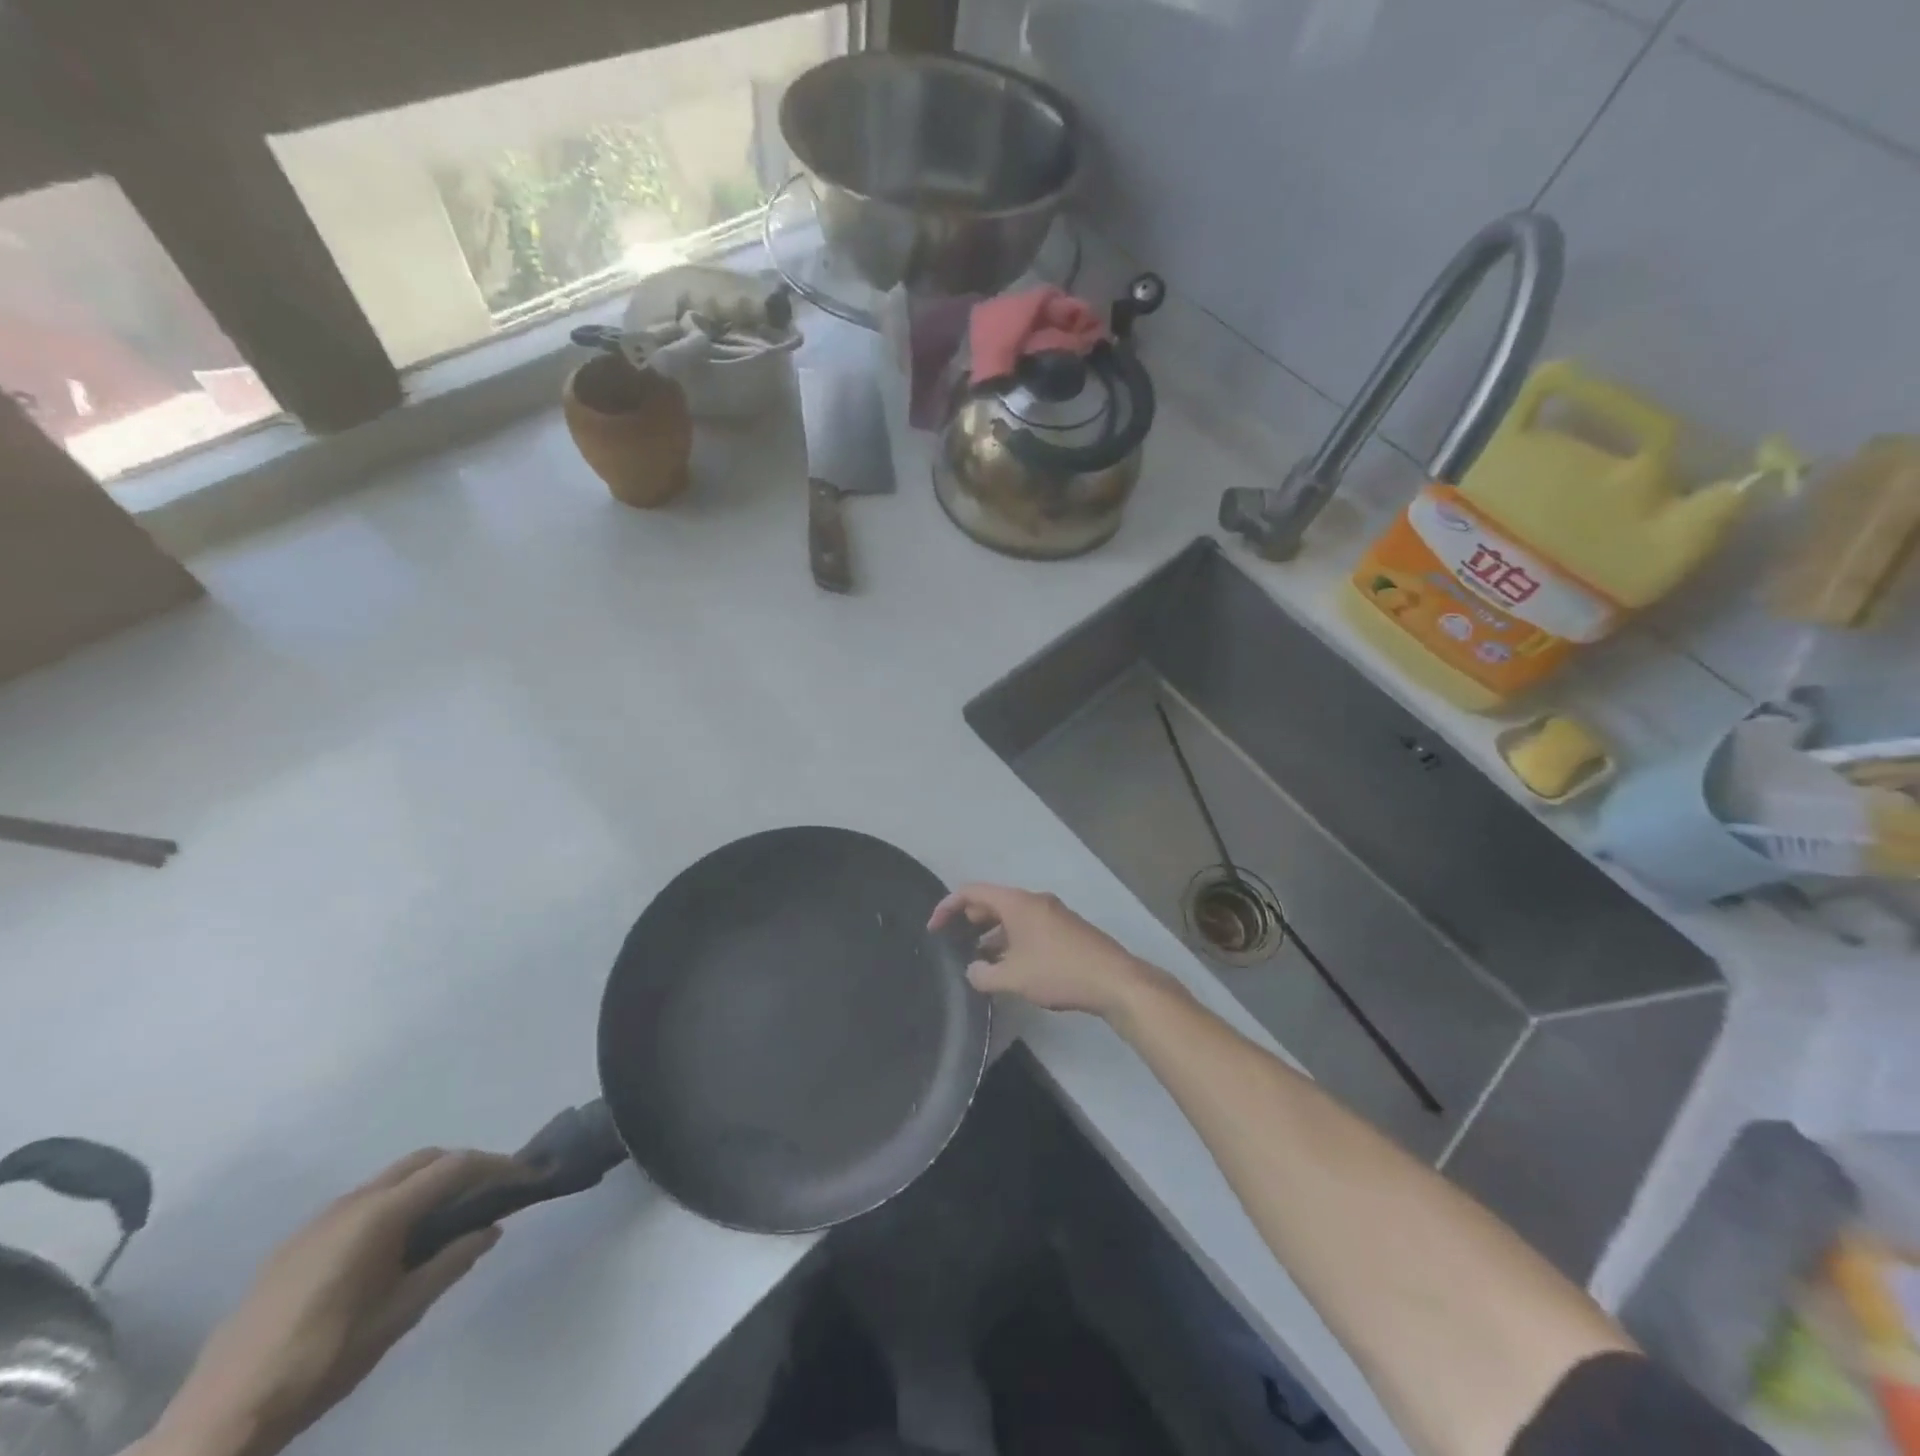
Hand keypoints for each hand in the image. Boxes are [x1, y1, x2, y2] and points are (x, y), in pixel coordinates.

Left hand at [143, 1149, 527, 1455]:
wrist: (219, 1418)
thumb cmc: (323, 1361)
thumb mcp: (399, 1315)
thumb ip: (451, 1263)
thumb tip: (491, 1228)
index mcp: (379, 1215)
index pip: (453, 1167)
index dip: (495, 1166)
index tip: (525, 1176)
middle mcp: (350, 1203)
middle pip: (422, 1160)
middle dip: (462, 1166)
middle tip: (491, 1193)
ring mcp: (317, 1221)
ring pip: (390, 1178)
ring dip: (427, 1183)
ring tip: (448, 1218)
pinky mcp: (295, 1244)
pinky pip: (361, 1202)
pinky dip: (394, 1202)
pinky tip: (394, 1244)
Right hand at [929, 883, 1178, 1021]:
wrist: (1115, 980)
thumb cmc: (1059, 972)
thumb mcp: (1013, 978)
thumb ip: (984, 974)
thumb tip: (973, 970)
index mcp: (1017, 903)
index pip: (972, 891)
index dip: (947, 906)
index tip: (934, 927)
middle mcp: (1034, 901)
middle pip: (993, 901)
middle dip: (970, 918)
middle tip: (955, 941)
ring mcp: (1053, 914)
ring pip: (1012, 916)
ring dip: (992, 933)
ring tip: (980, 959)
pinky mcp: (1066, 930)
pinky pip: (1029, 927)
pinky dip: (1012, 940)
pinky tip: (1011, 967)